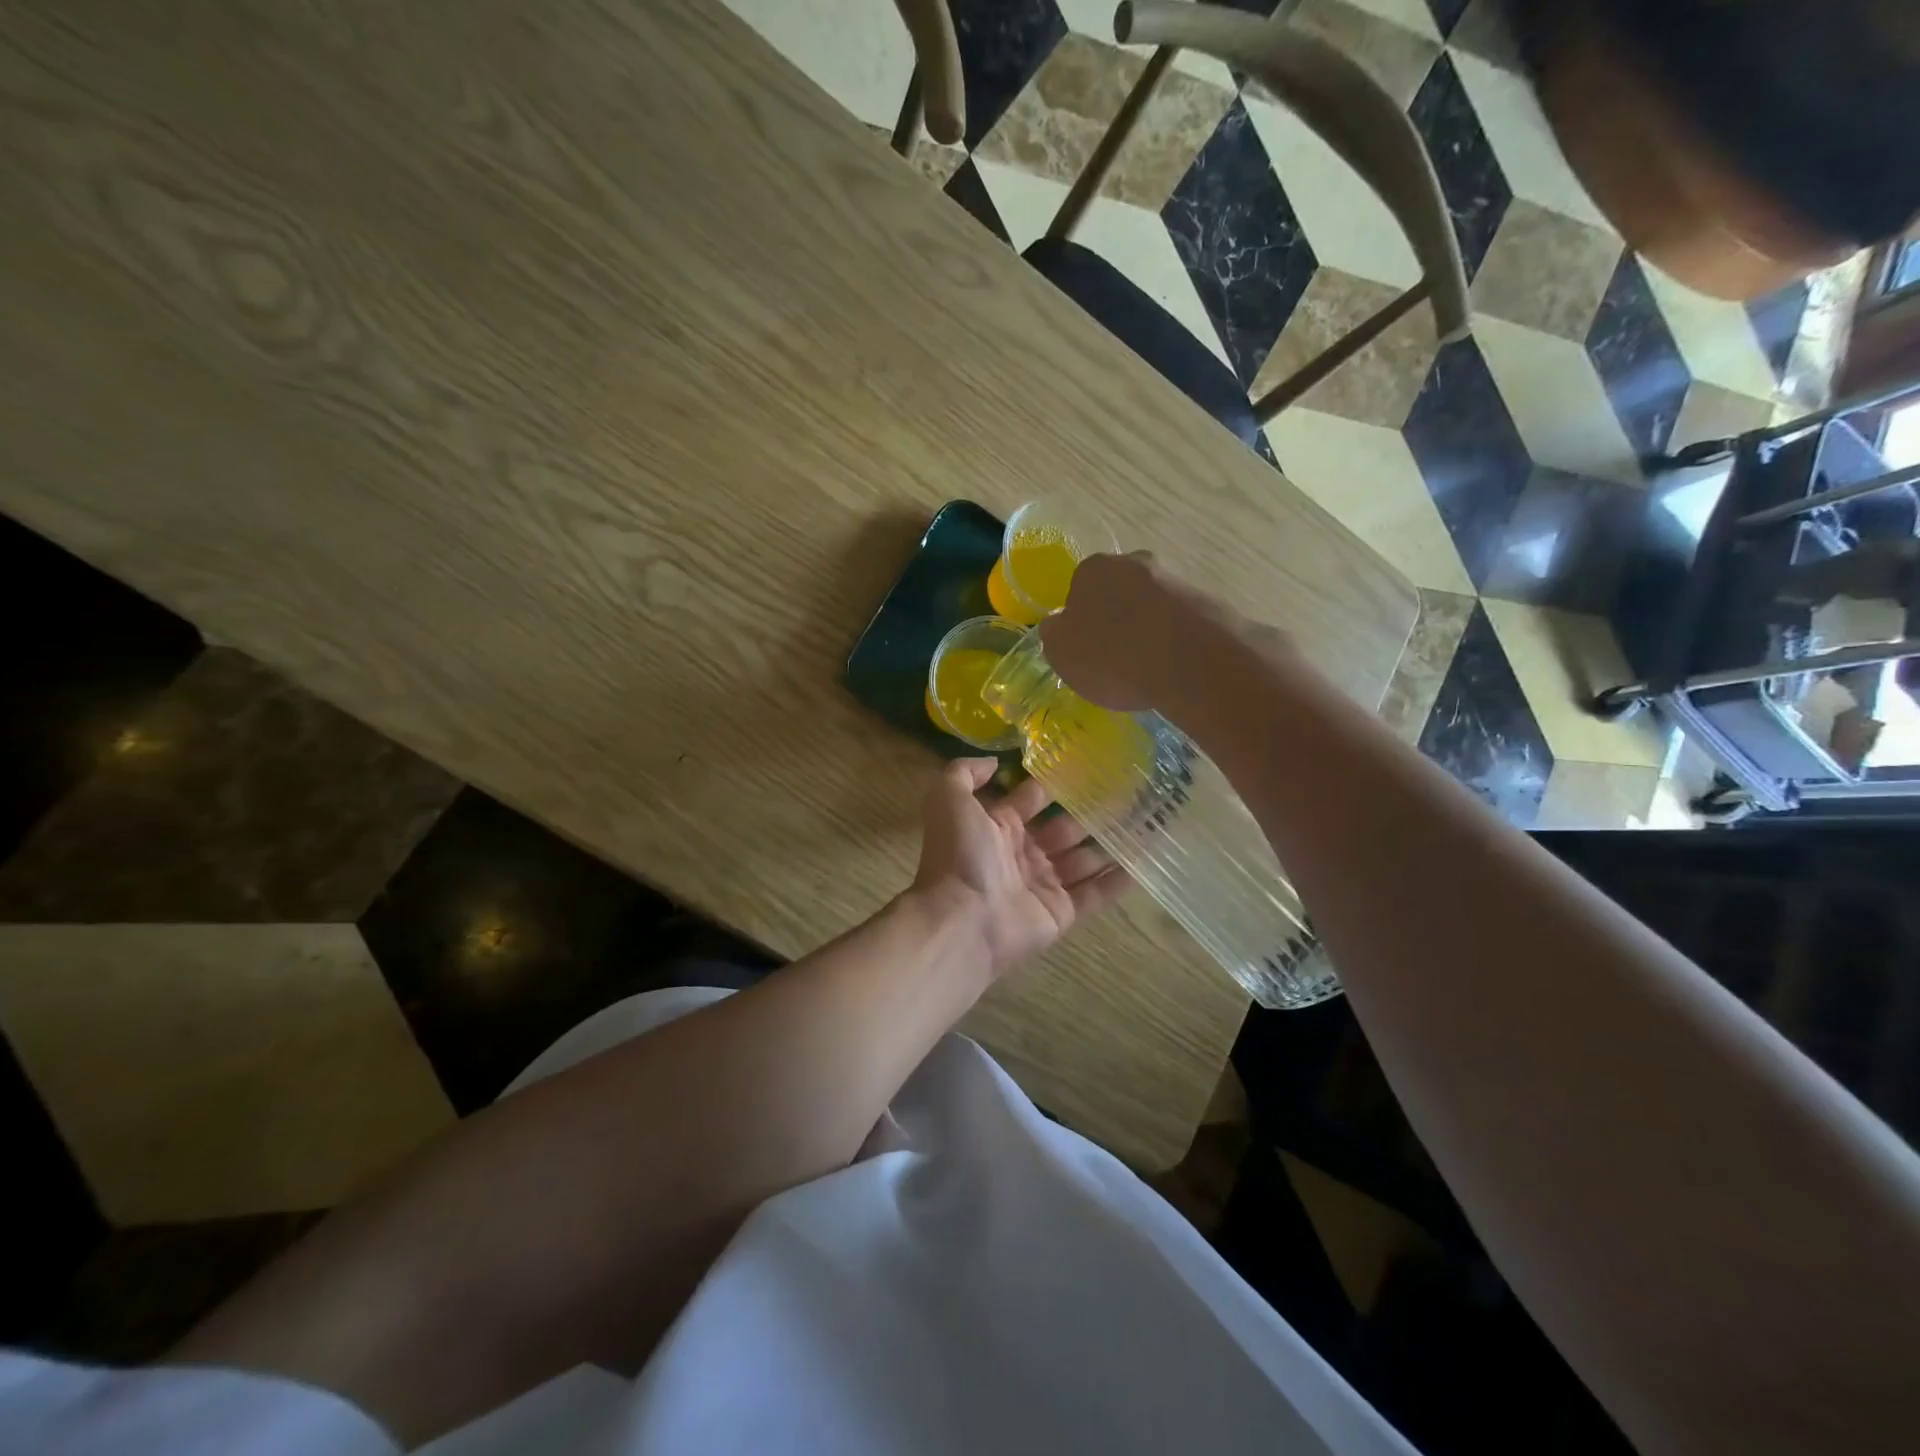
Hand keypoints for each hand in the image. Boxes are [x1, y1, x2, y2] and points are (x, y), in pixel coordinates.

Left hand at [912, 758, 1130, 981]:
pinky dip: (1118, 881)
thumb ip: (964, 773)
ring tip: (1148, 822)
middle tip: (1130, 793)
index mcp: (998, 827)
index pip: (1031, 800)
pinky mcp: (1062, 912)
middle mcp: (1022, 853)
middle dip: (1092, 813)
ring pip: (1084, 859)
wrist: (962, 920)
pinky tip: (1145, 862)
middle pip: (1064, 829)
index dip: (1054, 785)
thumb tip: (994, 762)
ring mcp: (1043, 884)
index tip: (1087, 767)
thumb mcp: (949, 800)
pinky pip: (1095, 893)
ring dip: (1112, 843)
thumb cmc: (959, 855)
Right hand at [1041, 552, 1293, 709]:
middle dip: (1116, 619)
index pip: (1079, 590)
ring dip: (1147, 629)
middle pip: (1118, 593)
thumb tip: (1057, 625)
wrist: (1189, 660)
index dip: (1081, 621)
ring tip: (1147, 668)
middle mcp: (1134, 563)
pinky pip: (1179, 622)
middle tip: (1116, 657)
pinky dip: (1174, 640)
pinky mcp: (1206, 601)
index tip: (1087, 648)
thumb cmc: (1113, 655)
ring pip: (1150, 606)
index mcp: (1093, 569)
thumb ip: (1055, 635)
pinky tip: (1172, 667)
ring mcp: (1174, 579)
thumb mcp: (1062, 654)